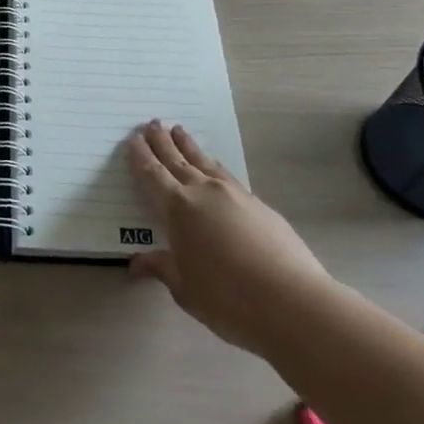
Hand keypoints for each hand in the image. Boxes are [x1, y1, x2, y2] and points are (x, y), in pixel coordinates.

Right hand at [126, 120, 328, 352]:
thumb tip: (137, 262)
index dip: (141, 157)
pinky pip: (226, 176)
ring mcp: (234, 195)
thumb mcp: (184, 288)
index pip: (152, 175)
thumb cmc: (226, 298)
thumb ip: (161, 268)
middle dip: (162, 141)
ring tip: (179, 131)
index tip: (133, 139)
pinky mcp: (259, 204)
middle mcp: (203, 192)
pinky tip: (214, 168)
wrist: (290, 300)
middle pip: (177, 160)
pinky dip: (213, 166)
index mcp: (177, 208)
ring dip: (189, 146)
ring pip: (204, 162)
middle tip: (153, 123)